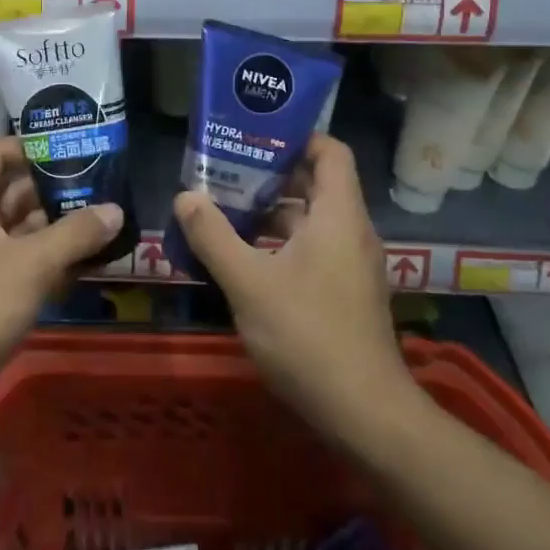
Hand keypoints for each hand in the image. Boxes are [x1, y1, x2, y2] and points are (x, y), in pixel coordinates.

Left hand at [0, 137, 122, 402]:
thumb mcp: (31, 263)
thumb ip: (76, 233)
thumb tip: (116, 210)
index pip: (1, 153)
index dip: (36, 146)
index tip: (78, 145)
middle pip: (17, 191)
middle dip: (58, 188)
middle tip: (107, 183)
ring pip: (23, 230)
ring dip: (60, 227)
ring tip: (108, 219)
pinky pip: (24, 264)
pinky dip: (52, 261)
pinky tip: (91, 263)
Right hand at [173, 134, 419, 447]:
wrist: (364, 414)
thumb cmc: (308, 335)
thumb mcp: (248, 283)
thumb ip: (213, 236)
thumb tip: (185, 196)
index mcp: (338, 215)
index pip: (329, 151)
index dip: (296, 135)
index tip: (253, 135)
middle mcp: (351, 231)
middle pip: (315, 183)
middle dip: (270, 173)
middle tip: (224, 168)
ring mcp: (351, 264)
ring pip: (311, 219)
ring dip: (271, 210)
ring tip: (223, 207)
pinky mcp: (344, 292)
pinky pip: (312, 248)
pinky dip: (280, 241)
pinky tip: (242, 256)